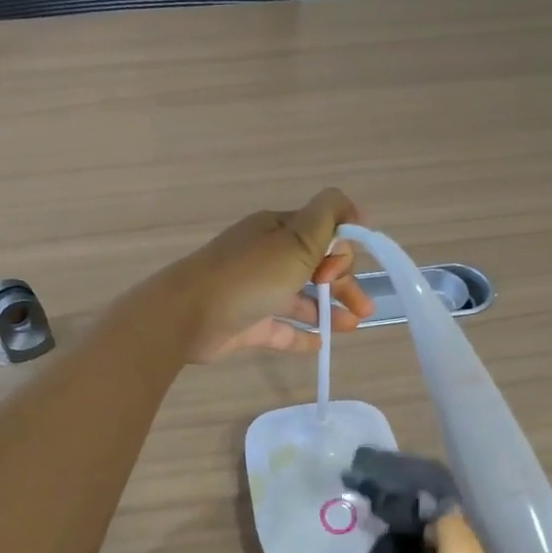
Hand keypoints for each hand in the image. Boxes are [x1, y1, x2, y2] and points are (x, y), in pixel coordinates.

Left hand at [160, 188, 376, 362]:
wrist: (187, 316)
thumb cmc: (248, 276)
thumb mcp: (296, 238)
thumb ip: (329, 216)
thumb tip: (354, 209)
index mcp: (278, 231)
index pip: (323, 233)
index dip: (340, 250)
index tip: (338, 271)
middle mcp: (268, 257)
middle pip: (316, 266)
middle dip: (344, 283)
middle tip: (364, 308)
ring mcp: (257, 291)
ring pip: (302, 297)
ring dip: (330, 309)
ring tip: (354, 327)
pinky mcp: (248, 324)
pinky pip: (282, 328)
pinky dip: (302, 334)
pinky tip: (322, 344)